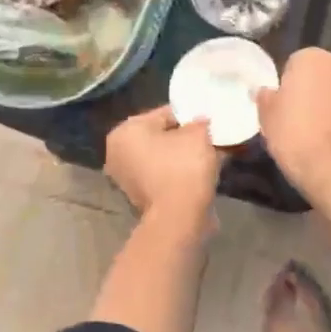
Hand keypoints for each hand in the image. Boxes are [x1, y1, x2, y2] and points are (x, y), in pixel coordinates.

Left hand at [105, 106, 220, 219]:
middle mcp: (119, 154)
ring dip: (185, 155)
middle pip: (161, 136)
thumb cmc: (183, 167)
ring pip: (164, 157)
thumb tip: (201, 123)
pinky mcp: (141, 198)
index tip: (209, 121)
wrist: (179, 218)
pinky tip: (203, 172)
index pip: (163, 114)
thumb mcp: (198, 134)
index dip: (189, 115)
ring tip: (211, 154)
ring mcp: (127, 179)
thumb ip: (199, 122)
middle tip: (211, 137)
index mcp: (125, 132)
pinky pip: (165, 175)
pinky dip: (181, 172)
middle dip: (186, 137)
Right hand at [255, 48, 330, 196]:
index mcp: (313, 57)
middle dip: (316, 88)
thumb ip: (266, 98)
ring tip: (323, 130)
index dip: (289, 85)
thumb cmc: (296, 138)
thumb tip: (265, 91)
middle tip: (303, 116)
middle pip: (324, 73)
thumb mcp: (267, 119)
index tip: (285, 105)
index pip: (296, 63)